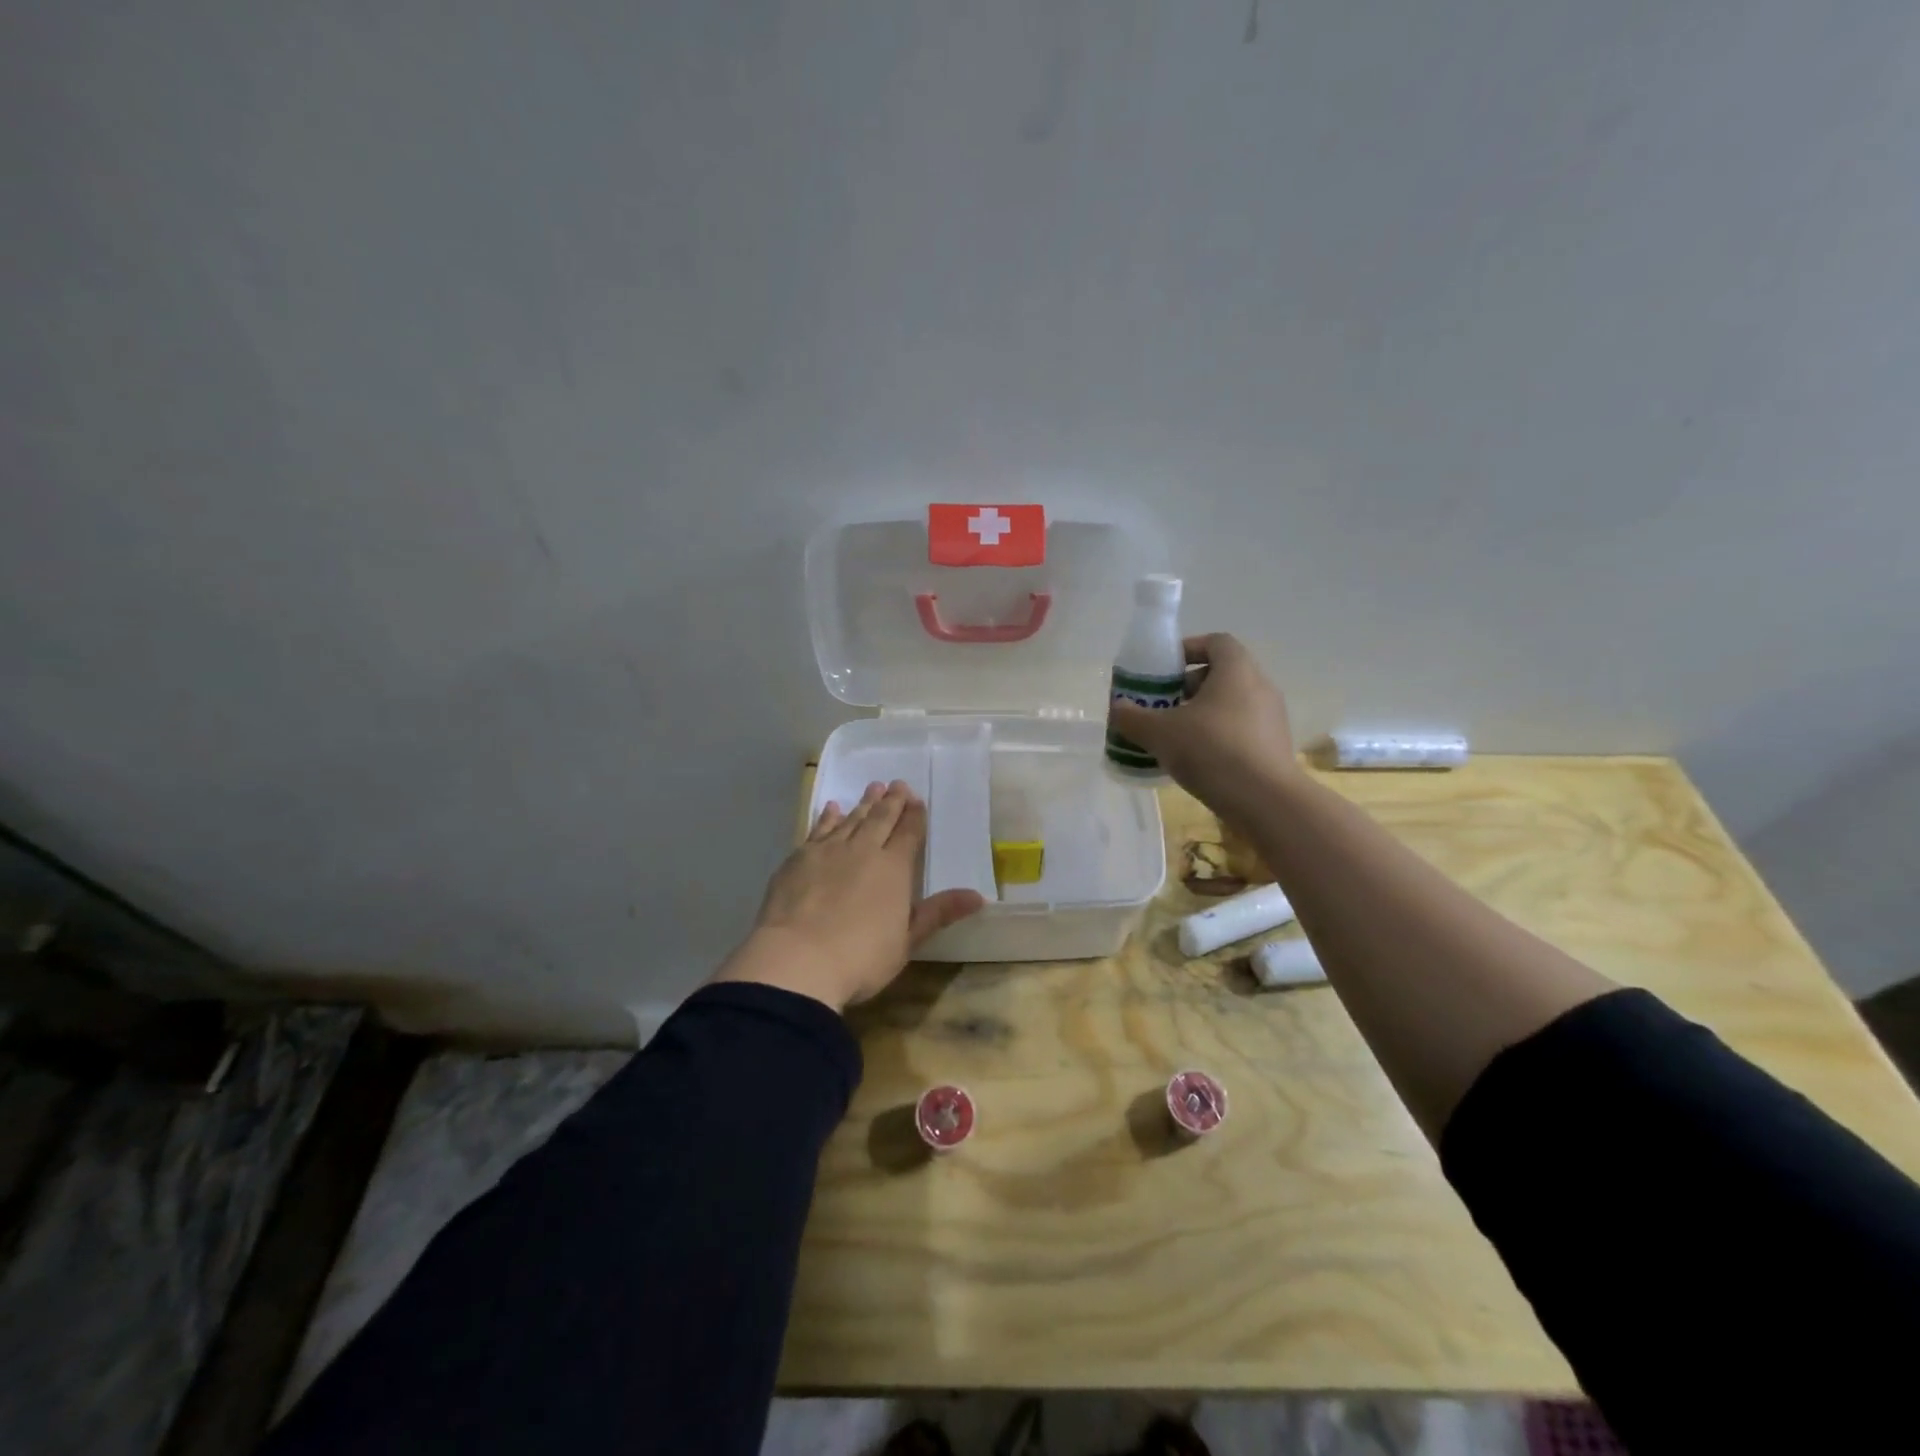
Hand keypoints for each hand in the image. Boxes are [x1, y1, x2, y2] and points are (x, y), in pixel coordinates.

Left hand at [712, 780, 986, 1012]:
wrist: (797, 959)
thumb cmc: (860, 957)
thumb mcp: (907, 941)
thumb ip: (938, 913)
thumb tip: (979, 896)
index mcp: (894, 869)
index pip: (909, 834)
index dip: (914, 816)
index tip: (917, 800)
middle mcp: (863, 850)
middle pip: (881, 819)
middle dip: (892, 801)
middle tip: (897, 784)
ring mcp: (828, 851)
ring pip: (852, 819)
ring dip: (864, 803)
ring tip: (873, 788)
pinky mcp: (798, 858)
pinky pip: (819, 829)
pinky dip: (828, 817)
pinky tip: (832, 808)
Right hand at [1109, 633, 1299, 818]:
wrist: (1265, 801)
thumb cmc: (1211, 751)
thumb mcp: (1160, 733)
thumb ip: (1133, 717)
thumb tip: (1117, 708)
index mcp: (1236, 670)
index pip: (1216, 642)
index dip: (1189, 649)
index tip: (1164, 669)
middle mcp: (1260, 686)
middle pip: (1223, 674)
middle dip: (1189, 686)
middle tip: (1163, 705)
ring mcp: (1272, 718)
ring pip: (1231, 704)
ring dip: (1203, 713)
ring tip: (1175, 735)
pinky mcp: (1275, 747)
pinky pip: (1241, 729)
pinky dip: (1218, 735)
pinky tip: (1197, 759)